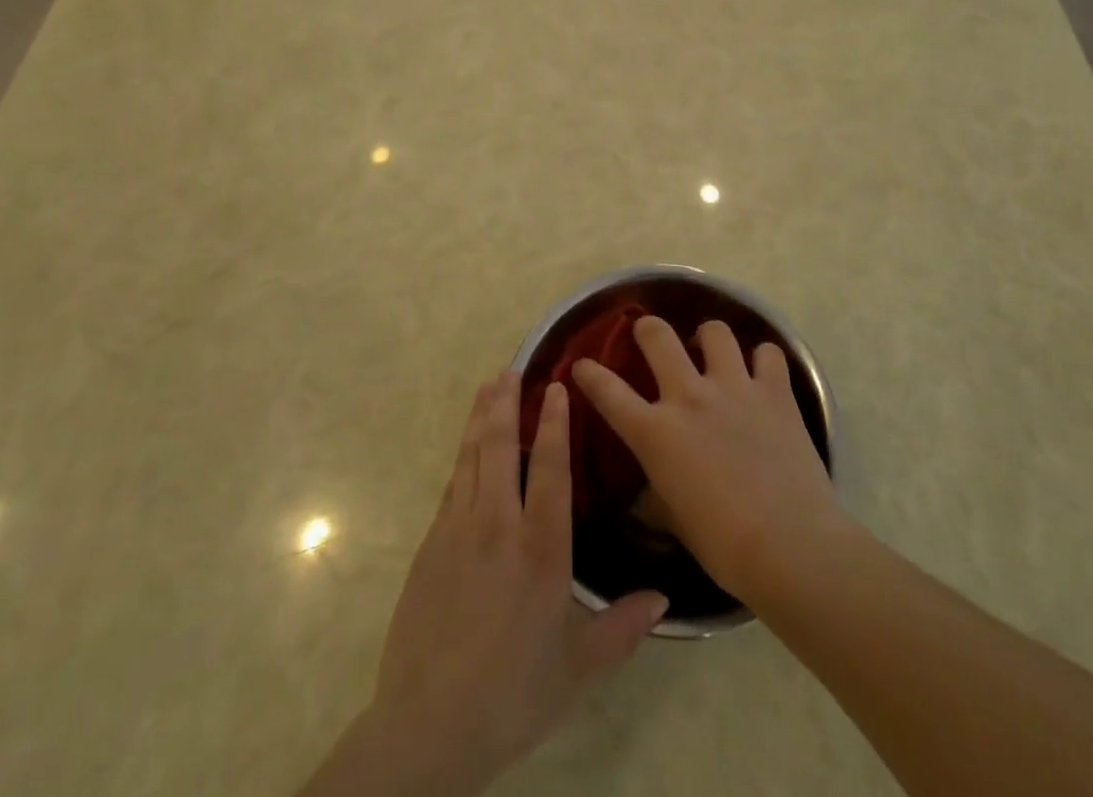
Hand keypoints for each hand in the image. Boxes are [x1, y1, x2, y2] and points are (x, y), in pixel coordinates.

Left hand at [324, 371, 667, 796]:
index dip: (554, 423)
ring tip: (487, 386)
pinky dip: (463, 454)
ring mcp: (458, 530)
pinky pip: (452, 484)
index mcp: (540, 549)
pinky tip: (467, 447)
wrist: (428, 724)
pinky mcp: (431, 544)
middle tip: (511, 368)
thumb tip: (664, 597)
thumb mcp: (578, 668)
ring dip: (480, 417)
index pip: (550, 468)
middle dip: (506, 403)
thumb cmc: (513, 694)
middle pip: (501, 447)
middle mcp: (498, 526)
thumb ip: (622, 627)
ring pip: (471, 457)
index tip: (556, 387)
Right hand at [572, 318, 839, 601]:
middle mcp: (689, 397)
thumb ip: (656, 497)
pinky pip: (768, 353)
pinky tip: (761, 373)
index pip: (607, 392)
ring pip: (714, 331)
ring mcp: (734, 387)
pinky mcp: (775, 392)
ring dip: (708, 338)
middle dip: (647, 329)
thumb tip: (647, 496)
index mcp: (656, 433)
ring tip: (712, 351)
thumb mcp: (675, 522)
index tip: (582, 365)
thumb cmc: (725, 547)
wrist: (791, 547)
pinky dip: (762, 359)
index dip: (588, 373)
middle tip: (650, 337)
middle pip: (657, 335)